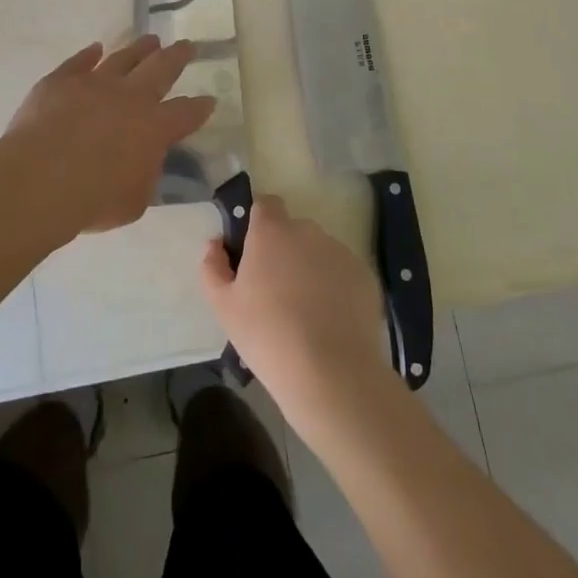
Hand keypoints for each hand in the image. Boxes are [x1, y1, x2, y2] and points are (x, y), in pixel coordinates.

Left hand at [3, 38, 215, 238]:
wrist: (41, 178)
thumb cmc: (94, 198)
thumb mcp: (134, 200)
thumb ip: (144, 175)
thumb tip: (143, 161)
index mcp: (155, 127)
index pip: (185, 113)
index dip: (199, 107)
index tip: (208, 99)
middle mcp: (130, 97)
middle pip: (160, 69)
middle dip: (177, 56)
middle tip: (186, 45)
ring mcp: (95, 83)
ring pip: (123, 58)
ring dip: (139, 48)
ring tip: (151, 40)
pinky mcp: (61, 81)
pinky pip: (79, 62)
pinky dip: (89, 54)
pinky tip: (96, 48)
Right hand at [199, 195, 389, 426]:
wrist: (332, 373)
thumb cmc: (267, 335)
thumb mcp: (223, 306)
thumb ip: (212, 267)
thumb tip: (216, 244)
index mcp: (271, 231)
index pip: (265, 204)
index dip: (258, 222)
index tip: (252, 251)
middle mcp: (307, 231)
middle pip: (292, 230)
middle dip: (284, 250)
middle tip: (274, 290)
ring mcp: (340, 252)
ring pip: (319, 251)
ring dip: (310, 268)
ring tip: (305, 311)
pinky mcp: (365, 276)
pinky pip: (342, 273)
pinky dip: (336, 287)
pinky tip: (330, 321)